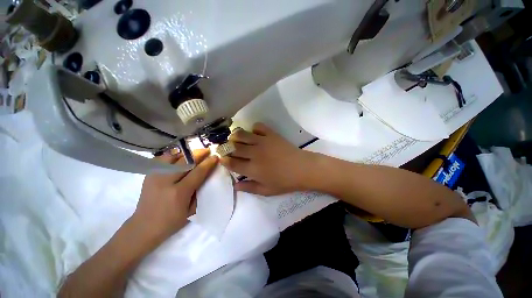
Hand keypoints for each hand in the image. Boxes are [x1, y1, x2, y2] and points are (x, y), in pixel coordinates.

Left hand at [131, 149, 218, 240]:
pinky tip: (180, 157)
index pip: (197, 172)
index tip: (215, 156)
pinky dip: (173, 156)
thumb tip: (206, 176)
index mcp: (179, 192)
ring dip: (186, 153)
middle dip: (198, 154)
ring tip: (194, 153)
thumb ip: (199, 192)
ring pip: (173, 157)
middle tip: (207, 150)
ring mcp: (155, 176)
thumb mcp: (191, 210)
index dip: (208, 163)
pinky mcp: (149, 175)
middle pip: (185, 161)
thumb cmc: (171, 222)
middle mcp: (166, 181)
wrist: (144, 227)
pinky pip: (162, 159)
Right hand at [220, 123, 313, 195]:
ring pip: (242, 135)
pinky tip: (255, 134)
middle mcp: (254, 154)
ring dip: (235, 136)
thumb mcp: (266, 190)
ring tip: (236, 139)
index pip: (232, 163)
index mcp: (252, 169)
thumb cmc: (285, 182)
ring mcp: (262, 142)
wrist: (302, 169)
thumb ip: (249, 188)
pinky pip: (258, 126)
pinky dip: (253, 128)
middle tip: (226, 148)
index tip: (222, 158)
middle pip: (233, 147)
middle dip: (226, 147)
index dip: (224, 160)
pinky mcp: (271, 134)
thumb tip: (235, 185)